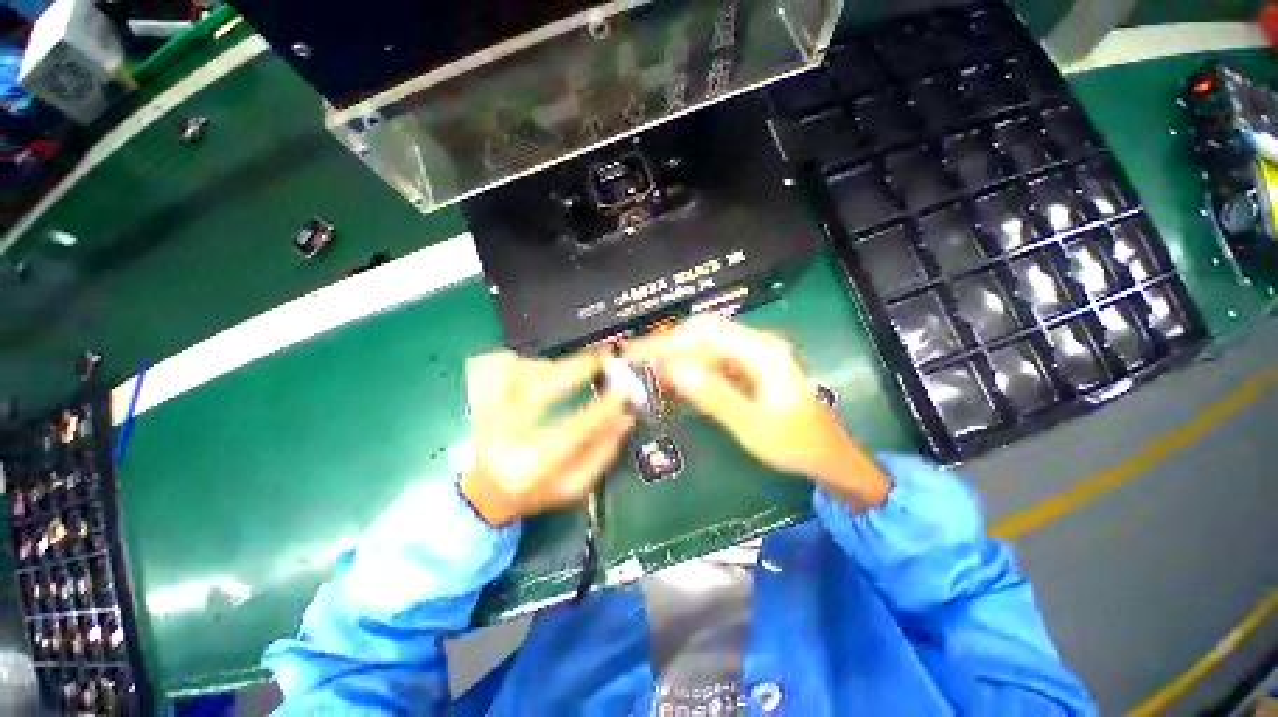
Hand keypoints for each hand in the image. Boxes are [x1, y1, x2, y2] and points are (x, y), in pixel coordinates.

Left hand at [460, 350, 633, 525]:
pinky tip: (531, 370)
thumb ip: (601, 453)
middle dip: (575, 369)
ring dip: (547, 365)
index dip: (602, 407)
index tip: (623, 391)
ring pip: (513, 372)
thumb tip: (625, 418)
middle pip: (538, 390)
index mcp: (531, 465)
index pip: (573, 430)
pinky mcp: (473, 400)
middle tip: (599, 359)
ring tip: (564, 370)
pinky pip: (491, 366)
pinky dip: (514, 361)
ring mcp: (483, 415)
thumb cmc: (534, 490)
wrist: (483, 492)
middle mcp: (504, 437)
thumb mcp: (573, 485)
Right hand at [625, 315, 888, 508]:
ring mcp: (752, 356)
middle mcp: (756, 345)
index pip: (704, 333)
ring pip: (704, 349)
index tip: (636, 354)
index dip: (667, 341)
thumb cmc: (795, 443)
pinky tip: (674, 384)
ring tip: (647, 375)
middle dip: (666, 348)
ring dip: (676, 360)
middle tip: (635, 364)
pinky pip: (712, 363)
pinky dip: (690, 372)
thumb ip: (714, 396)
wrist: (827, 455)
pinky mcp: (747, 369)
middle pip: (702, 335)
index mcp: (761, 351)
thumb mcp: (752, 425)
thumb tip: (674, 370)